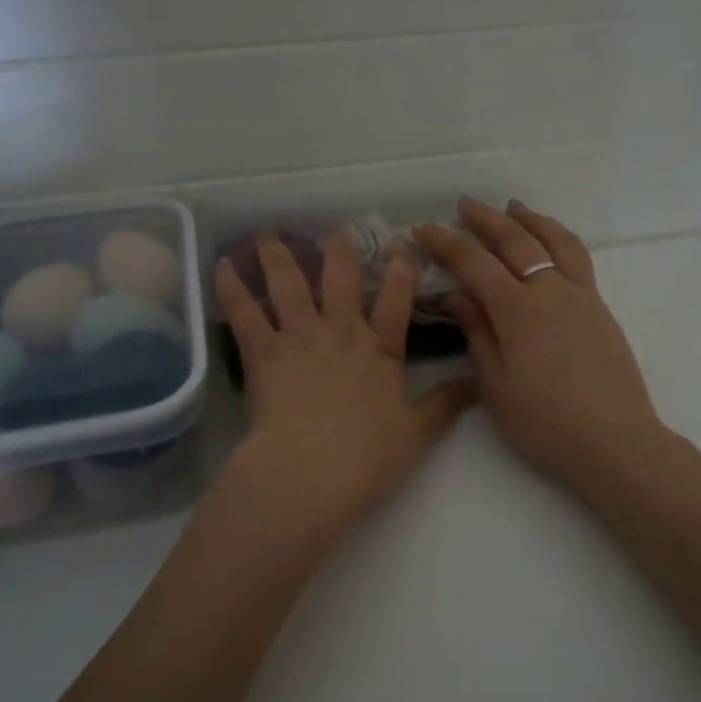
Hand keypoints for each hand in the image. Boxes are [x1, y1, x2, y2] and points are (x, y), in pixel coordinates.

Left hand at [213, 231, 475, 556]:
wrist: (310, 470)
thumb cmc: (367, 457)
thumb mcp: (417, 433)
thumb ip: (446, 404)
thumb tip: (478, 383)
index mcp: (379, 350)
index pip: (395, 302)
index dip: (401, 273)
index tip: (404, 248)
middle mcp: (339, 333)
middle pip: (340, 280)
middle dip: (340, 252)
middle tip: (336, 230)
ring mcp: (298, 338)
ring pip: (288, 285)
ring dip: (278, 256)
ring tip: (267, 233)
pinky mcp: (261, 352)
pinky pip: (244, 312)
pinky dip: (232, 287)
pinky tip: (222, 265)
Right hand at [418, 199, 671, 503]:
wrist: (615, 442)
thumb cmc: (545, 423)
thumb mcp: (496, 385)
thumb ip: (477, 333)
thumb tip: (456, 295)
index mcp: (518, 310)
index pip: (474, 263)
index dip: (446, 243)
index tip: (423, 229)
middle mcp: (551, 291)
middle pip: (516, 241)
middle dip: (486, 219)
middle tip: (464, 205)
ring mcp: (581, 296)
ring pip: (555, 241)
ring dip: (530, 219)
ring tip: (513, 207)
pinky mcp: (600, 309)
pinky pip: (578, 258)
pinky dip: (558, 238)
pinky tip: (550, 244)